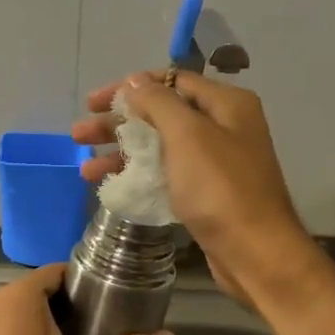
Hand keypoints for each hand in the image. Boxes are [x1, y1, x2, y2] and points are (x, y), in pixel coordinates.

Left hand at [0, 264, 175, 334]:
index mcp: (15, 299)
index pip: (55, 272)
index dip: (83, 281)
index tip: (110, 296)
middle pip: (39, 289)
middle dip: (69, 301)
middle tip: (103, 318)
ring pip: (23, 310)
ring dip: (51, 318)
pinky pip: (9, 327)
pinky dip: (31, 332)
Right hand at [73, 71, 317, 307]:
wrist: (255, 253)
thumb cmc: (221, 189)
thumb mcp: (187, 135)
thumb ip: (158, 102)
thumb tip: (134, 82)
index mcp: (226, 104)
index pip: (172, 80)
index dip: (130, 88)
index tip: (93, 102)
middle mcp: (224, 127)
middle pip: (162, 115)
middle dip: (118, 123)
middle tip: (79, 134)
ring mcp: (216, 163)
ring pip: (160, 148)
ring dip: (122, 154)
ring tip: (85, 169)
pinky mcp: (207, 194)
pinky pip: (167, 175)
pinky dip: (140, 177)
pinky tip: (111, 186)